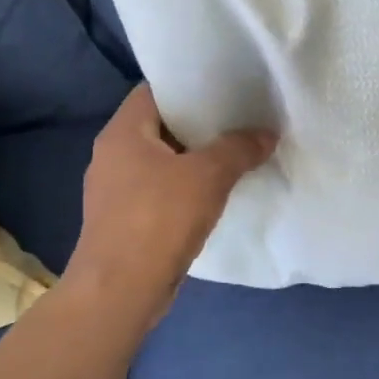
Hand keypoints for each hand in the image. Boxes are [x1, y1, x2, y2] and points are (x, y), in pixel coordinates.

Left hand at [64, 85, 275, 321]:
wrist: (120, 290)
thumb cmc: (158, 220)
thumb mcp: (208, 177)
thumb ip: (239, 149)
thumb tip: (266, 134)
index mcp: (122, 133)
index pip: (154, 92)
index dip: (189, 87)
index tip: (225, 90)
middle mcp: (111, 156)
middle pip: (160, 127)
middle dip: (199, 127)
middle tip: (240, 123)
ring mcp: (115, 192)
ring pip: (161, 163)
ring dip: (194, 161)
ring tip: (235, 157)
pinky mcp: (124, 222)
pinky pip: (160, 193)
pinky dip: (185, 190)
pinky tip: (215, 198)